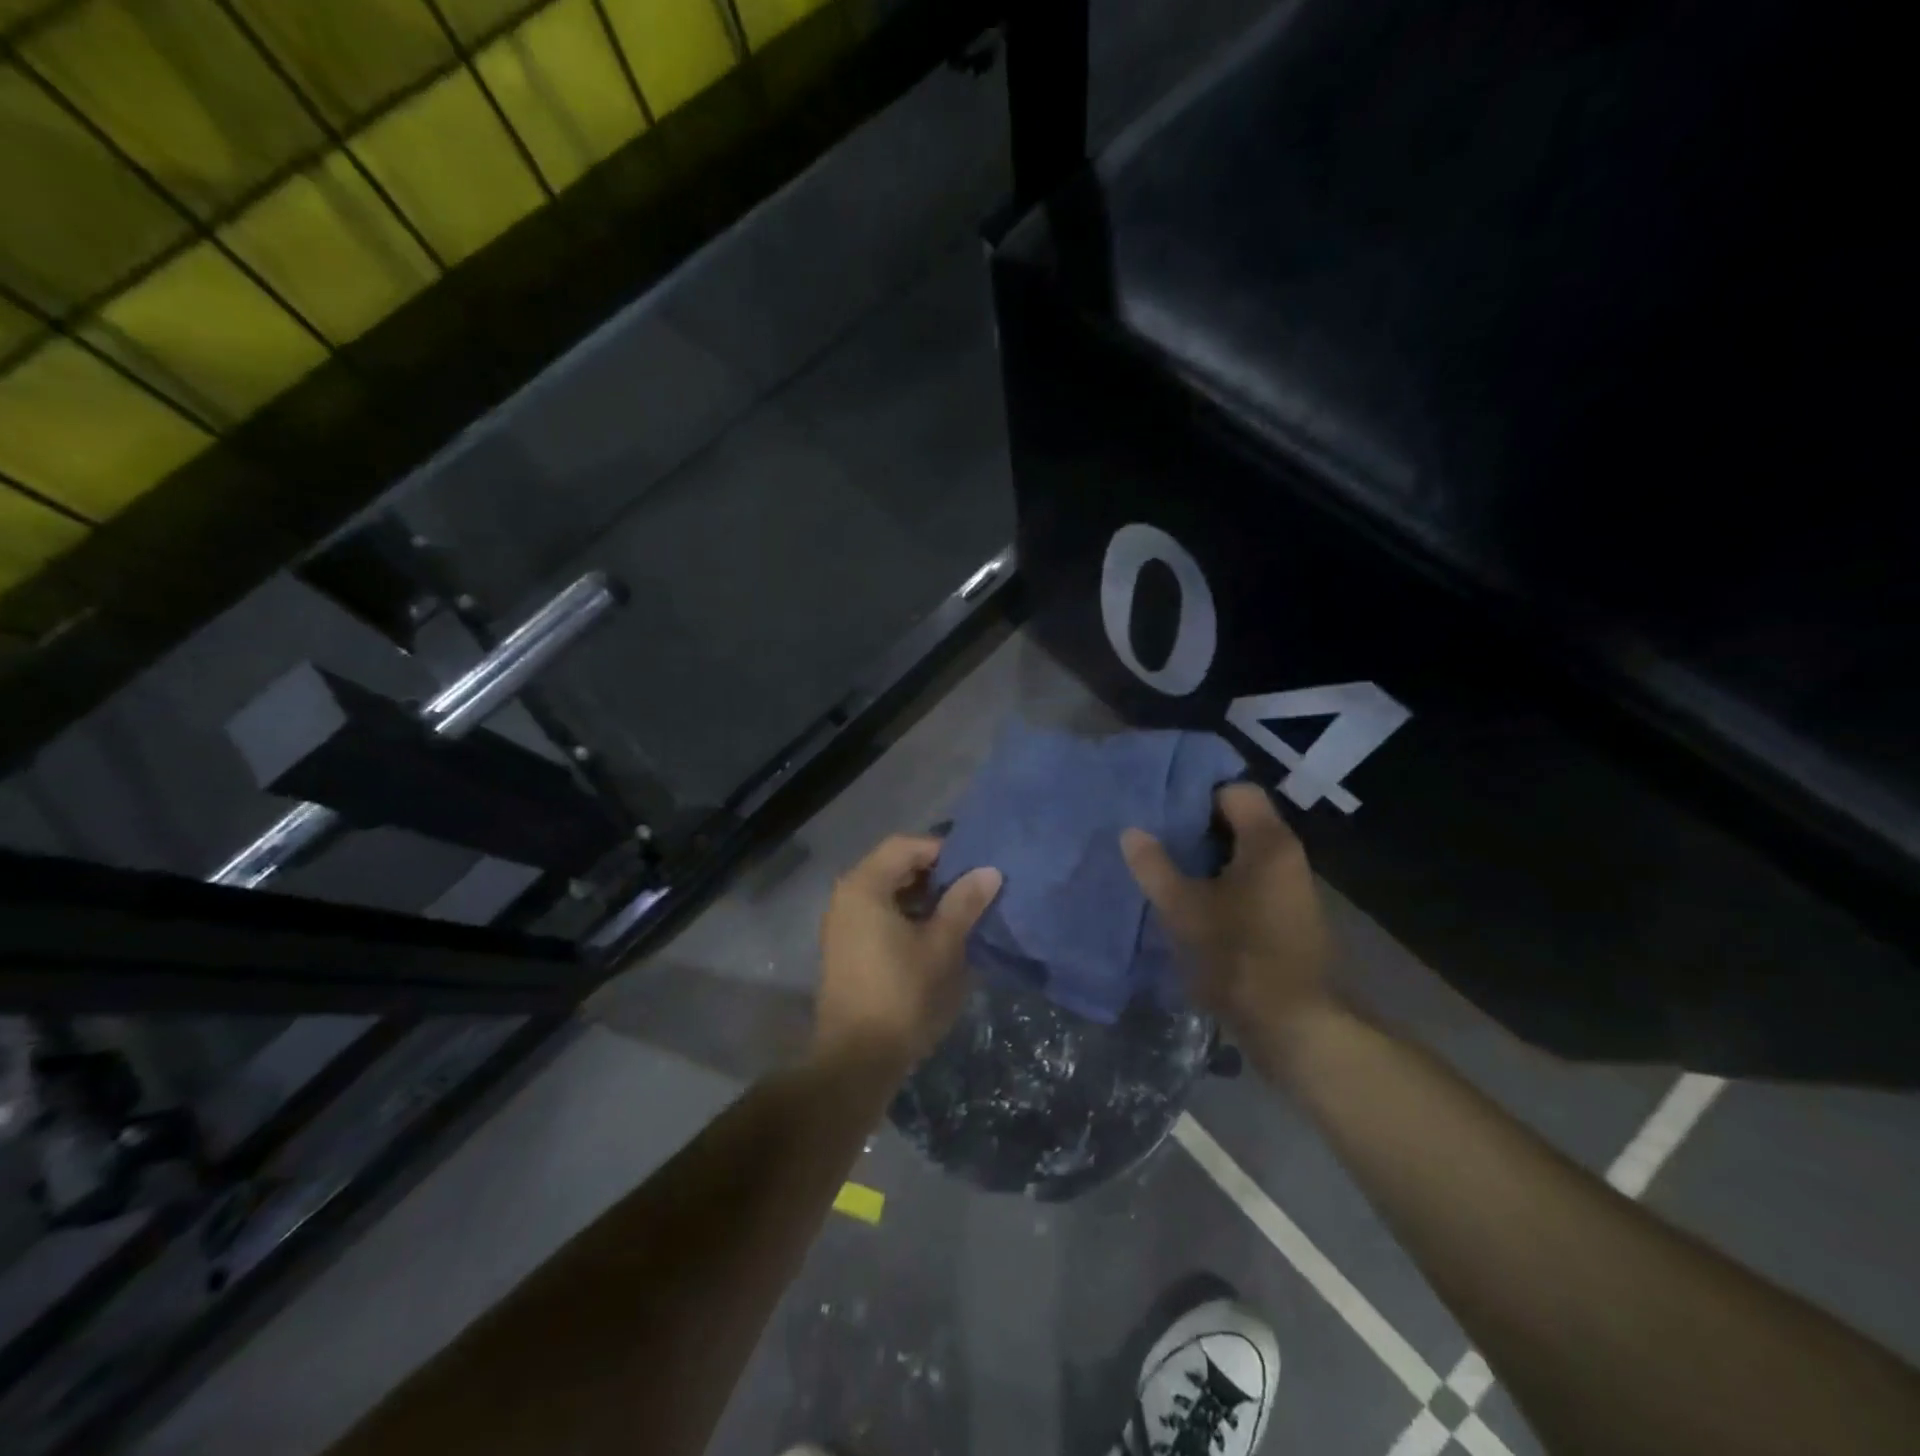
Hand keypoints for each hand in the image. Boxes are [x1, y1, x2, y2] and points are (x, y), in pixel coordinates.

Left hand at [815, 835, 1001, 1074]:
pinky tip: (937, 935)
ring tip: (961, 911)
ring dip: (923, 897)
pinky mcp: (847, 949)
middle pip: (894, 866)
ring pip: (888, 893)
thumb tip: (989, 871)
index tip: (974, 866)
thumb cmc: (902, 995)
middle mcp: (847, 897)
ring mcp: (843, 924)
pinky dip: (908, 916)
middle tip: (972, 887)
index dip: (942, 849)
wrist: (856, 1059)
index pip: (905, 846)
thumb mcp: (942, 946)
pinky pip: (880, 915)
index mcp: (864, 887)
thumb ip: (964, 903)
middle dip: (935, 873)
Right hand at [1122, 783, 1337, 1069]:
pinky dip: (1221, 885)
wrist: (1294, 1027)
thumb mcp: (1184, 909)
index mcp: (1268, 843)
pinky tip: (1191, 903)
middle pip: (1239, 821)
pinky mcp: (1287, 919)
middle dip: (1195, 828)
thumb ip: (1155, 866)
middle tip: (1154, 837)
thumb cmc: (1238, 956)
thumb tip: (1131, 832)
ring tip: (1165, 868)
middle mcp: (1287, 857)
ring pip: (1242, 855)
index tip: (1162, 809)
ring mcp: (1291, 890)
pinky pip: (1250, 883)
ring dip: (1206, 860)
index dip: (1197, 794)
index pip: (1235, 790)